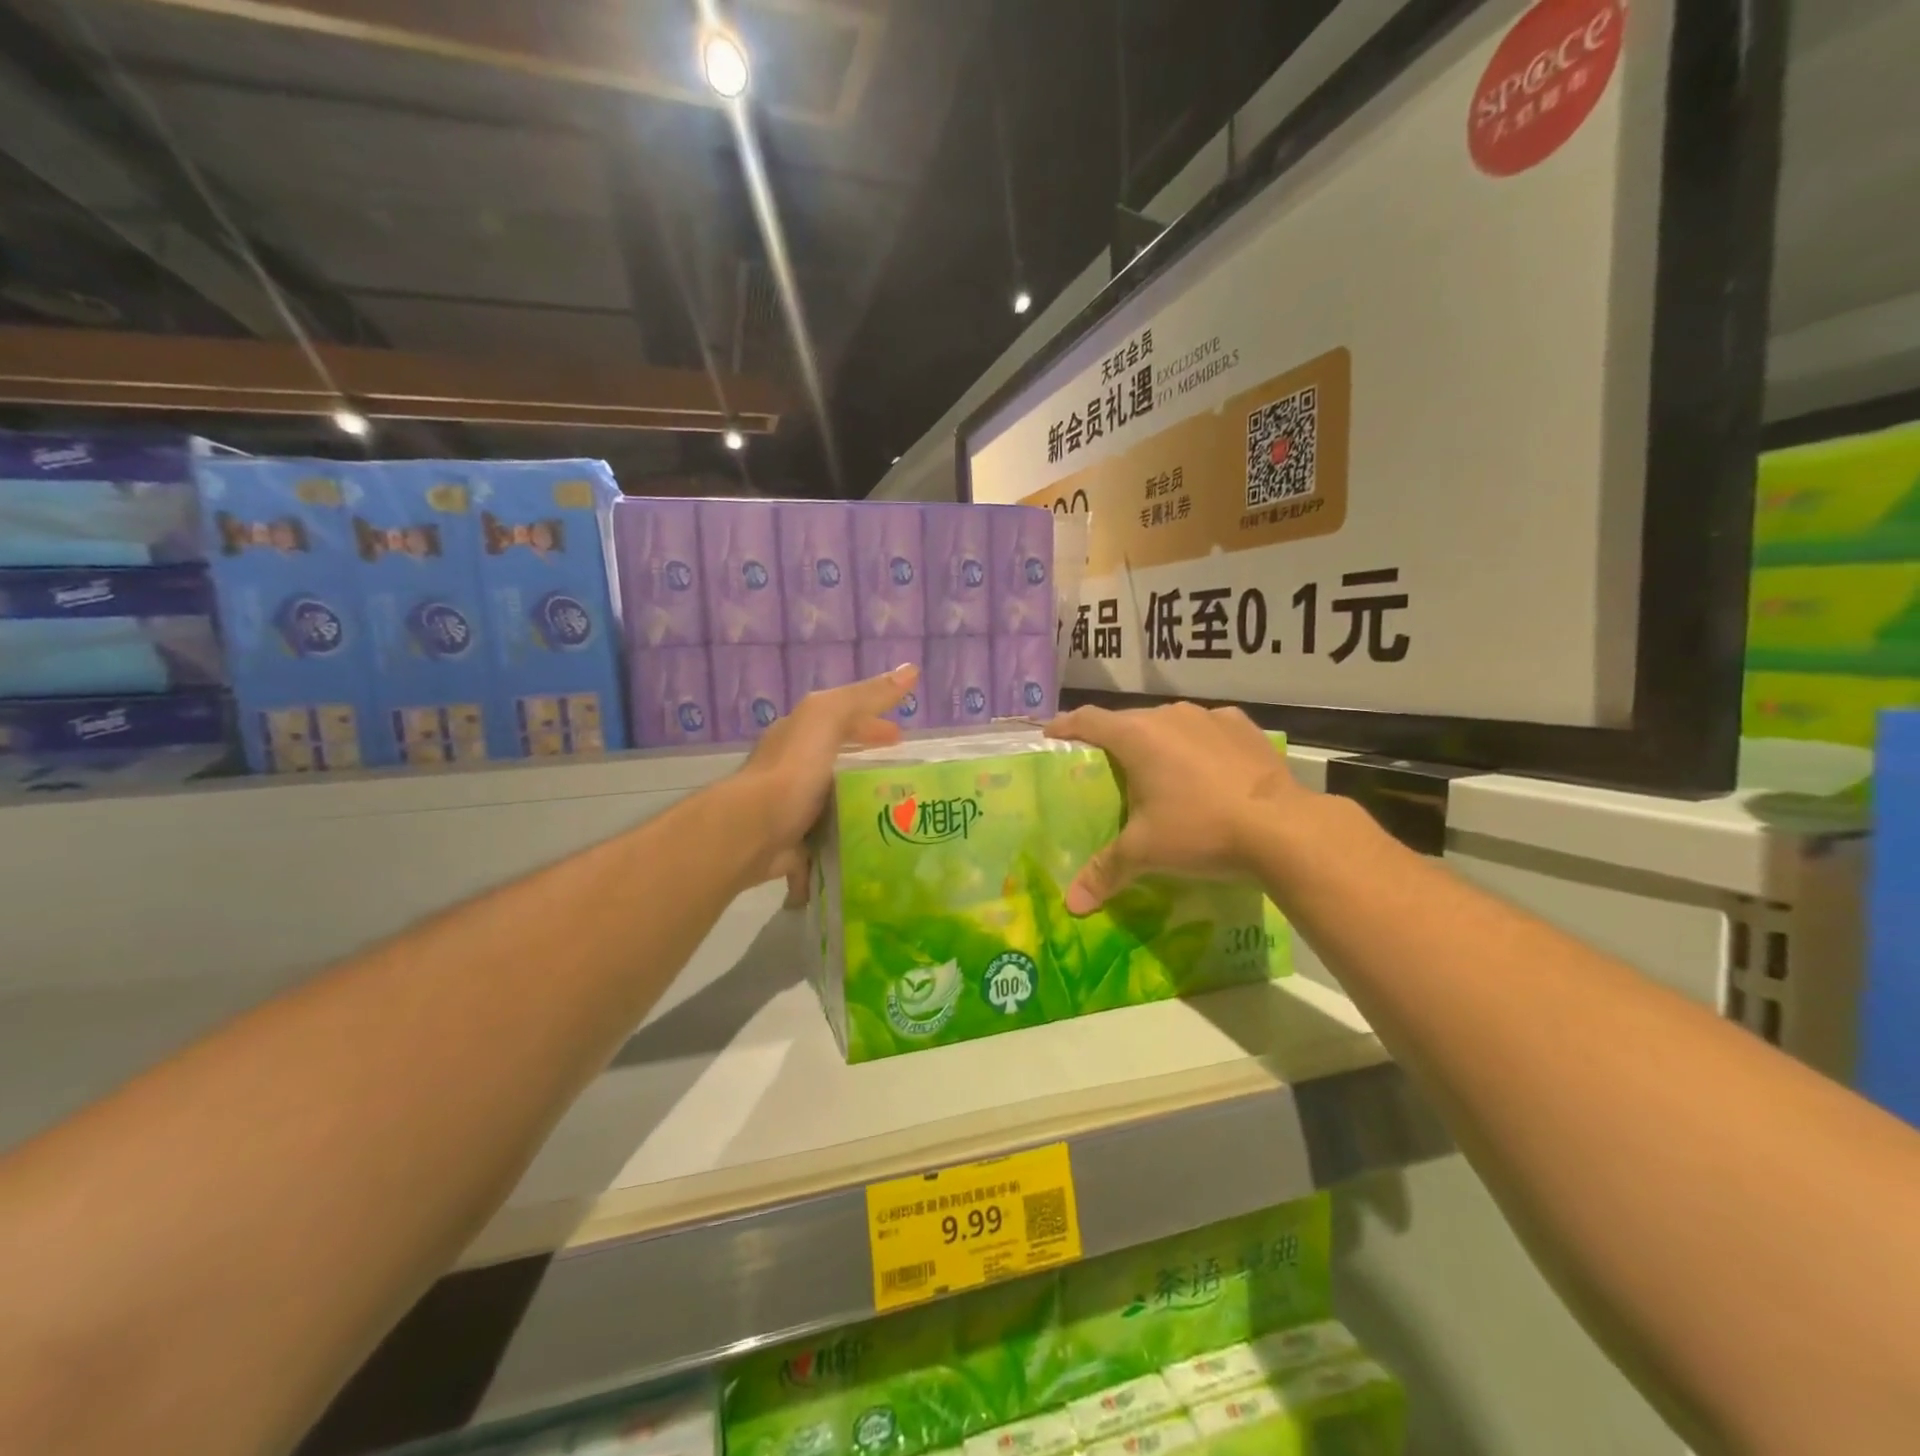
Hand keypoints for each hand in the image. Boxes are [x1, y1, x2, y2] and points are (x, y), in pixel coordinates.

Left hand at [734, 664, 916, 899]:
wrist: (753, 831)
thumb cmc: (792, 770)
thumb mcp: (828, 718)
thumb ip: (865, 697)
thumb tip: (911, 670)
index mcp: (798, 735)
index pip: (840, 720)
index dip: (872, 723)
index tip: (902, 736)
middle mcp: (793, 767)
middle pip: (838, 759)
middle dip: (868, 761)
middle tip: (905, 774)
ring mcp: (793, 806)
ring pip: (836, 798)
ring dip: (863, 801)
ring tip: (901, 810)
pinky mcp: (796, 841)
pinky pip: (830, 836)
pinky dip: (849, 837)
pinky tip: (875, 842)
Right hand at [1045, 701, 1301, 913]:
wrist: (1283, 828)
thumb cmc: (1200, 830)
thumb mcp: (1146, 852)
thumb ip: (1105, 872)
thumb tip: (1072, 906)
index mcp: (1136, 736)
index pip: (1088, 720)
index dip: (1066, 726)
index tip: (1052, 735)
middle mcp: (1169, 716)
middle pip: (1128, 721)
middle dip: (1112, 739)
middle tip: (1105, 766)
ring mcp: (1210, 717)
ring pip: (1170, 723)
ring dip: (1157, 740)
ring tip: (1156, 769)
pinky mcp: (1244, 728)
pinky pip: (1208, 729)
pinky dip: (1197, 743)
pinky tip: (1205, 768)